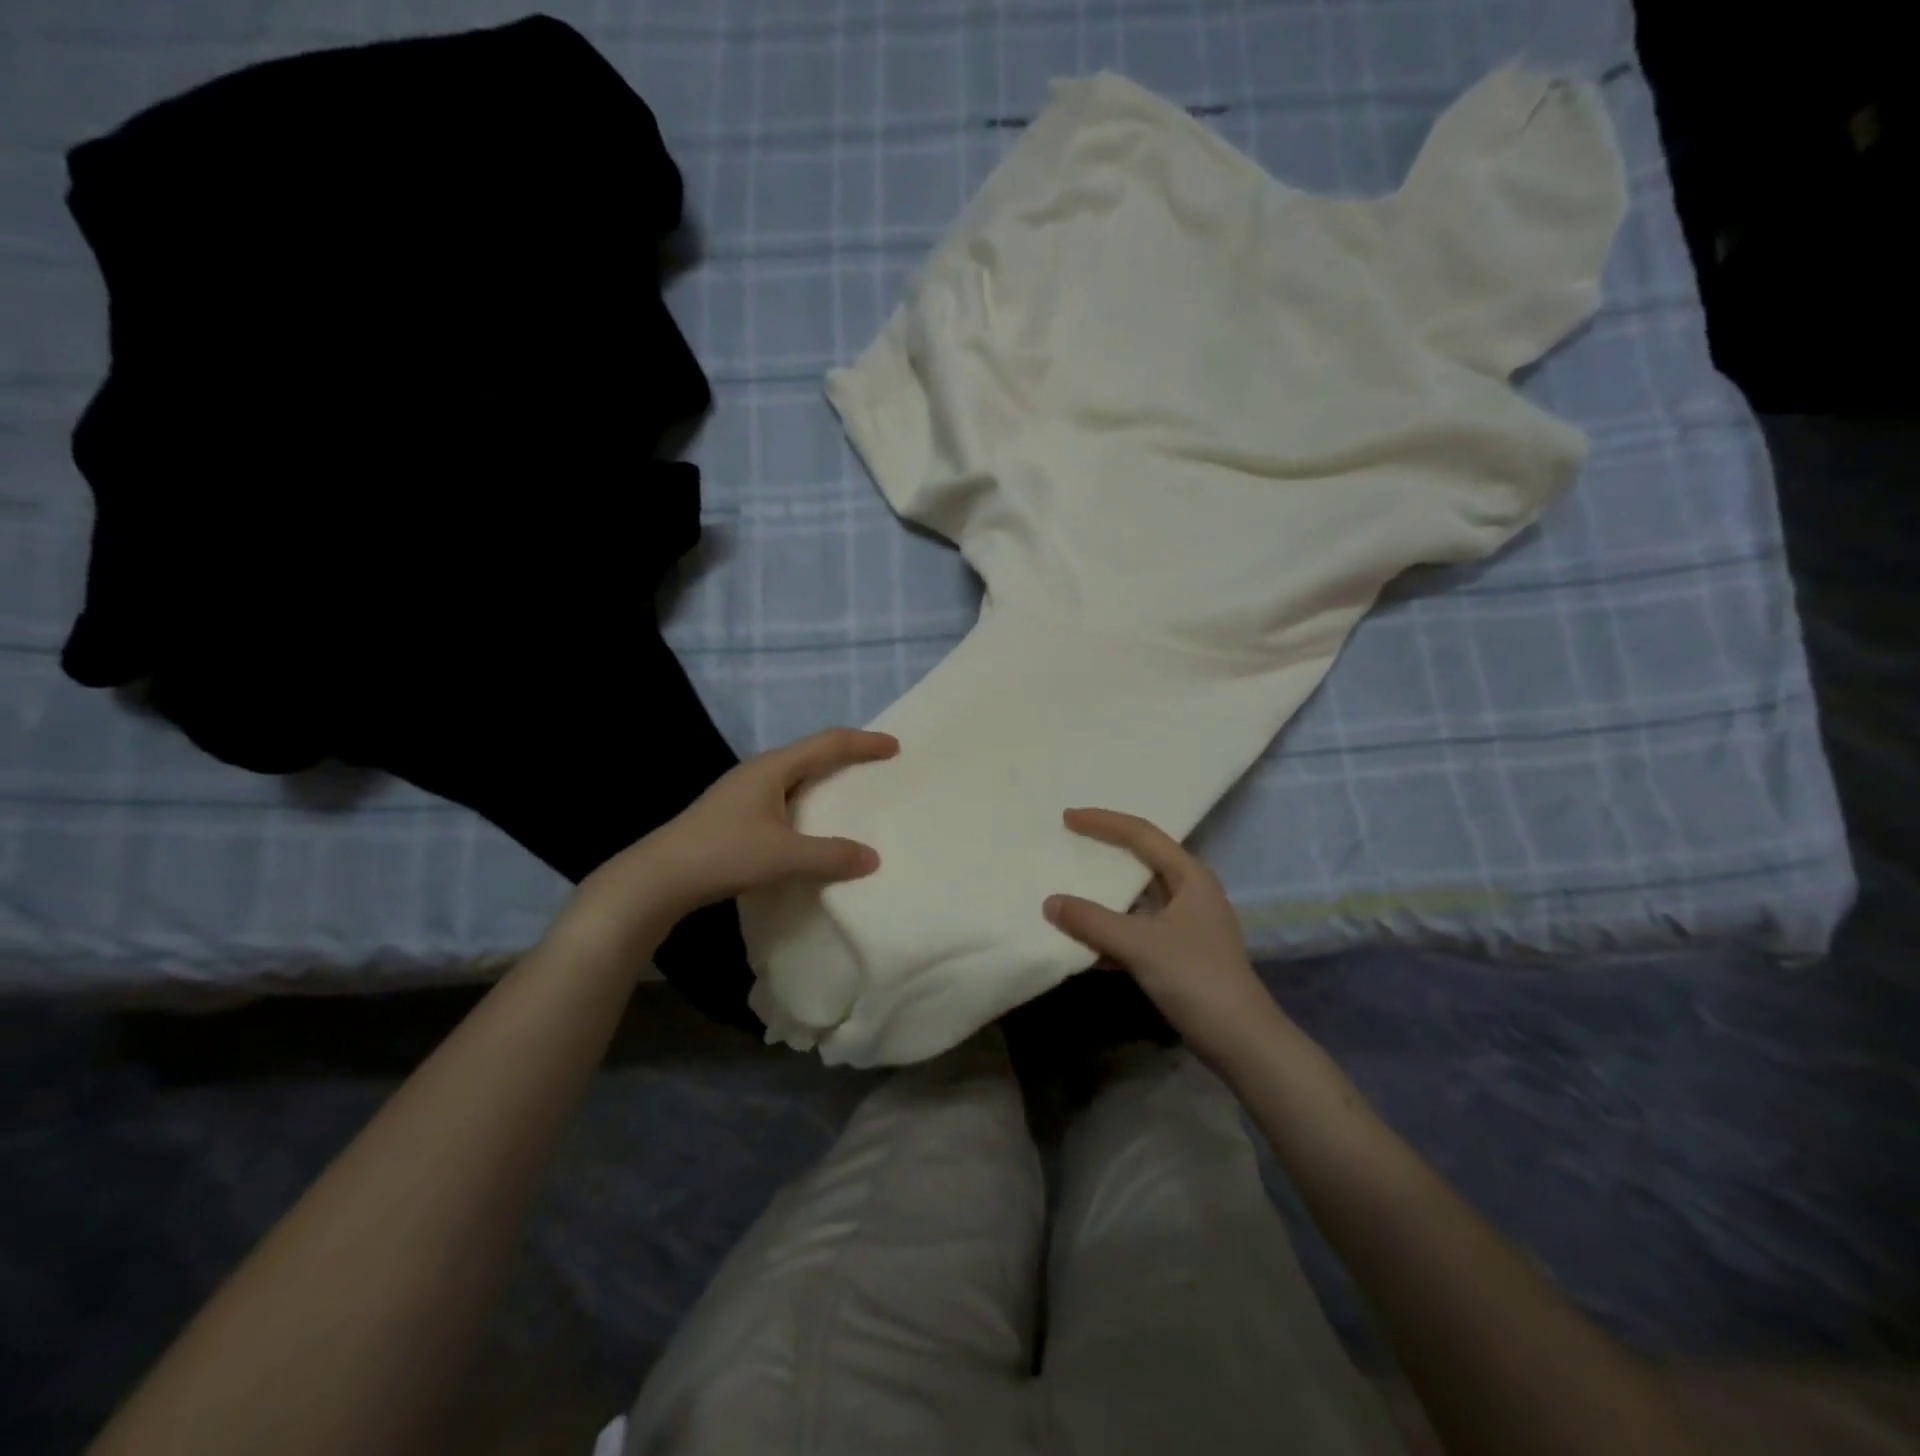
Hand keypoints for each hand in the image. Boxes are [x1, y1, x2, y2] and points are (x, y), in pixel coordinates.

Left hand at [567, 728, 897, 947]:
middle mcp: (758, 772)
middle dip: (847, 756)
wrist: (658, 877)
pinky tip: (812, 826)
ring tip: (850, 793)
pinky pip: (784, 798)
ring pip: (795, 776)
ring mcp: (743, 793)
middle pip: (812, 754)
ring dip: (825, 780)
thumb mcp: (784, 856)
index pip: (828, 744)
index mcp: (772, 768)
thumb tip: (872, 858)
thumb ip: (831, 856)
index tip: (894, 746)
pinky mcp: (734, 815)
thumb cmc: (724, 854)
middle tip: (877, 766)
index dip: (864, 743)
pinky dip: (808, 803)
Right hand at [1044, 807, 1283, 1062]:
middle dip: (1105, 851)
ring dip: (1105, 894)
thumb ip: (1092, 921)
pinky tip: (1085, 938)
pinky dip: (1112, 927)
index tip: (1067, 817)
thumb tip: (1050, 902)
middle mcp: (1191, 891)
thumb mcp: (1140, 945)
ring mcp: (1187, 922)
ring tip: (1069, 885)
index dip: (1103, 822)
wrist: (1241, 1041)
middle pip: (1141, 859)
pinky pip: (1137, 926)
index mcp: (1190, 876)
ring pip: (1138, 896)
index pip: (1141, 834)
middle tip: (1069, 842)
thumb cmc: (1196, 978)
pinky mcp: (1180, 951)